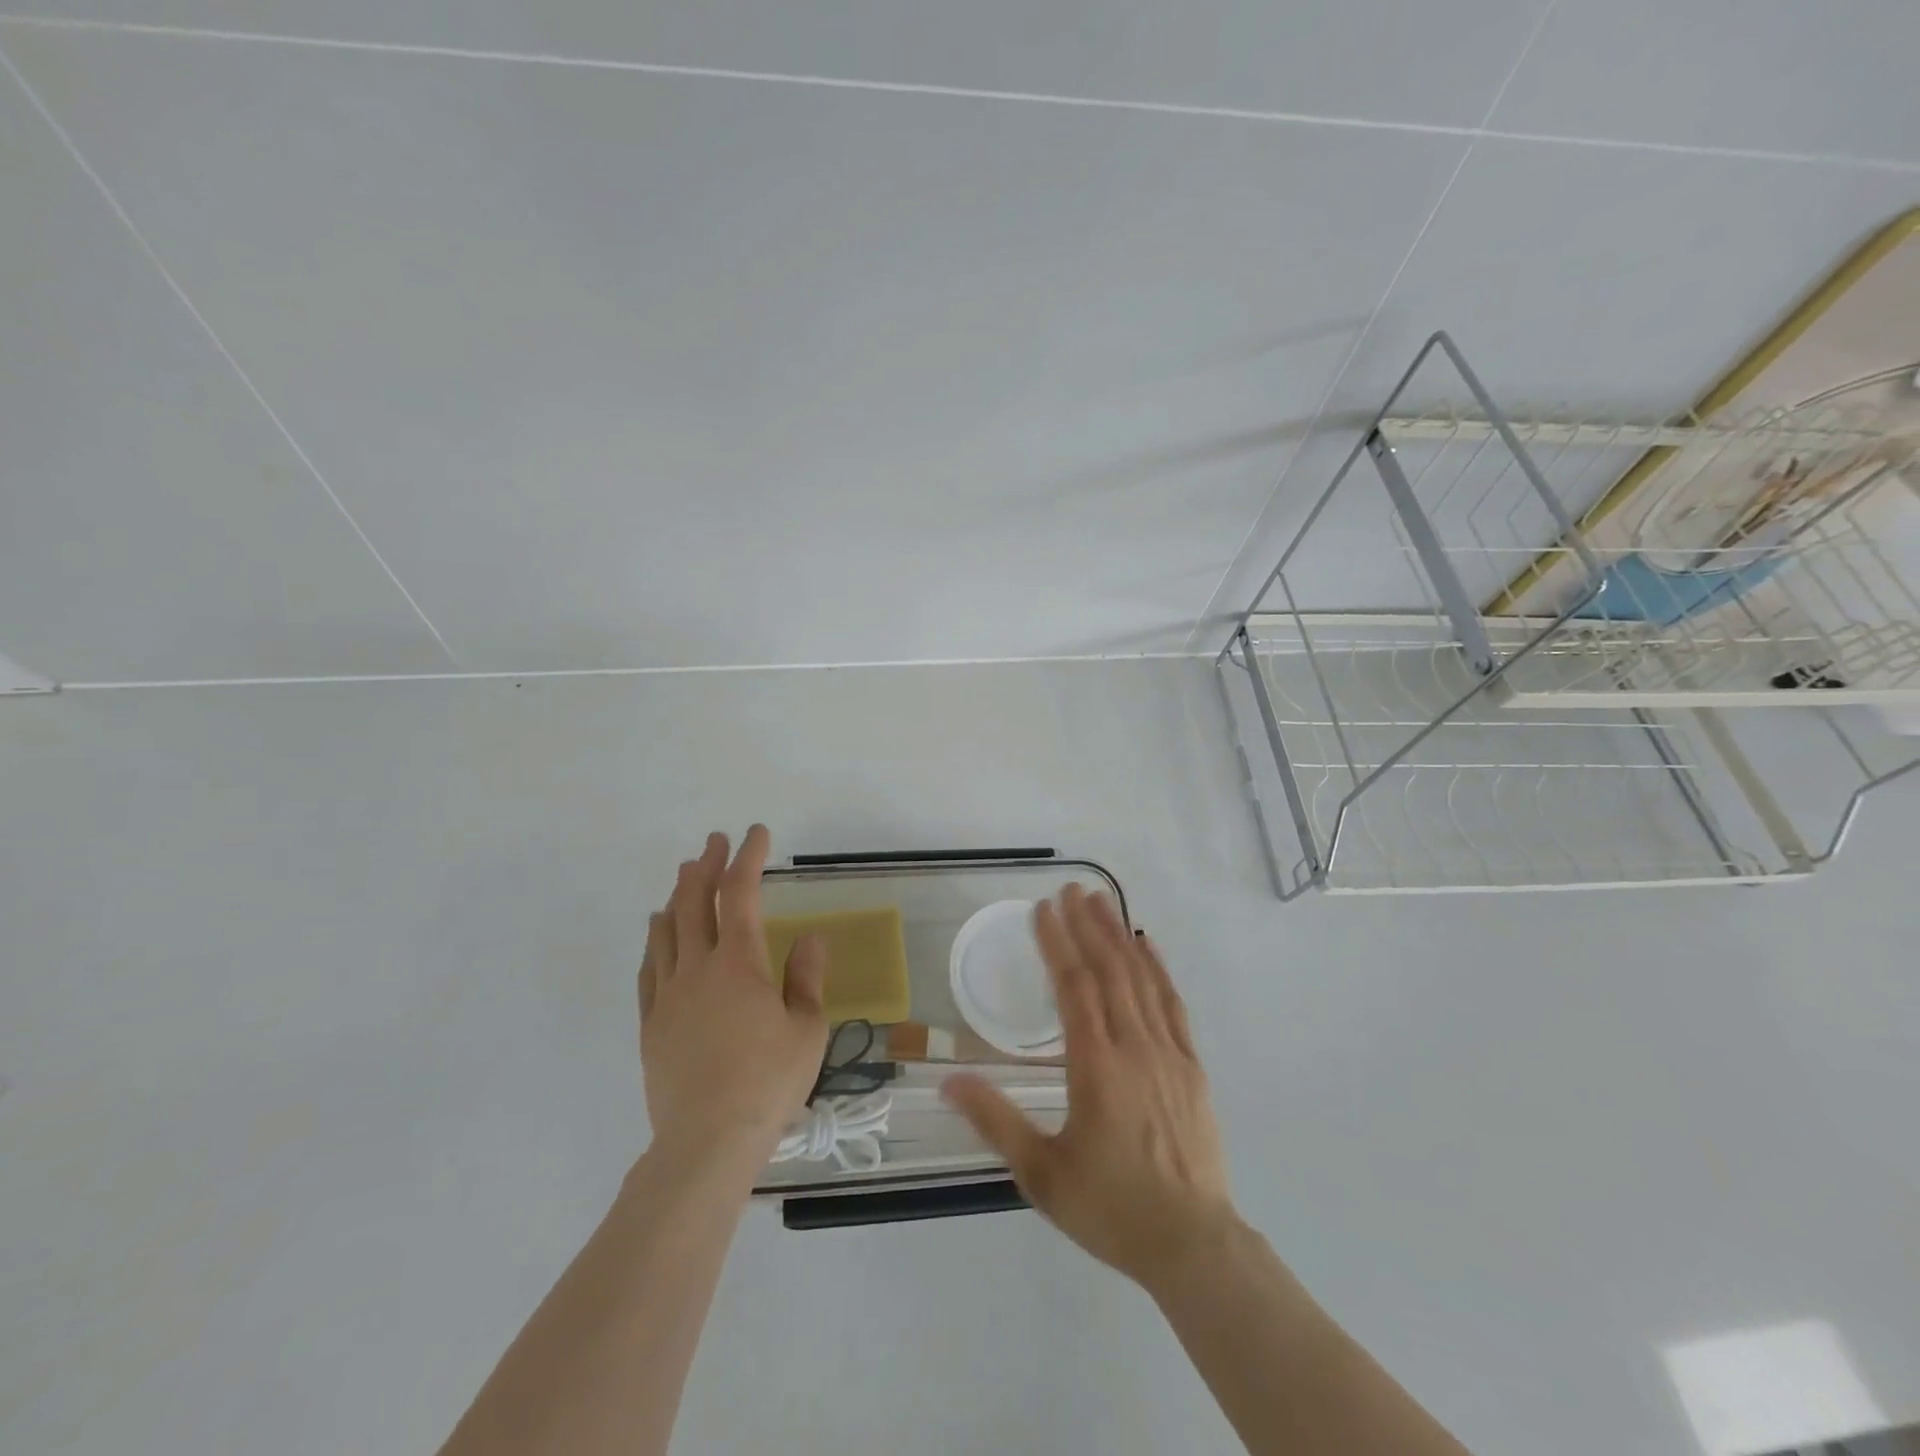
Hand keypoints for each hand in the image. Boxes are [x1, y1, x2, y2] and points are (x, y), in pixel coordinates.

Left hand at [638, 826, 828, 1167]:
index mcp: (739, 964)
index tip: (756, 834)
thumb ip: (806, 978)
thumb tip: (807, 937)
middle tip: (714, 842)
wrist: (706, 1142)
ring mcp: (667, 995)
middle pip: (695, 902)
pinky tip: (658, 932)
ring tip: (684, 876)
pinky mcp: (650, 1024)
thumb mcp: (807, 1029)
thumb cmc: (767, 1083)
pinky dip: (655, 940)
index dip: (749, 858)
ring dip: (677, 896)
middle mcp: (698, 968)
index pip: (741, 894)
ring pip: (666, 930)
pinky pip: (648, 969)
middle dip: (706, 865)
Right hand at [942, 886, 1236, 1289]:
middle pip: (1109, 971)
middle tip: (1071, 889)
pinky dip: (1158, 969)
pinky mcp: (1192, 1066)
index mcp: (1096, 1067)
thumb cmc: (1110, 1208)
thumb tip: (948, 1081)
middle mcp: (1134, 1047)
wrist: (1193, 1244)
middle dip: (1087, 926)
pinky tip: (1148, 946)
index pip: (1073, 988)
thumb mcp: (1041, 1173)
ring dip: (1120, 936)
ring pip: (1141, 980)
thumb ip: (995, 1121)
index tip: (1042, 909)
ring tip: (1103, 901)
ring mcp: (1169, 1053)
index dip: (1057, 943)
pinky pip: (1173, 1004)